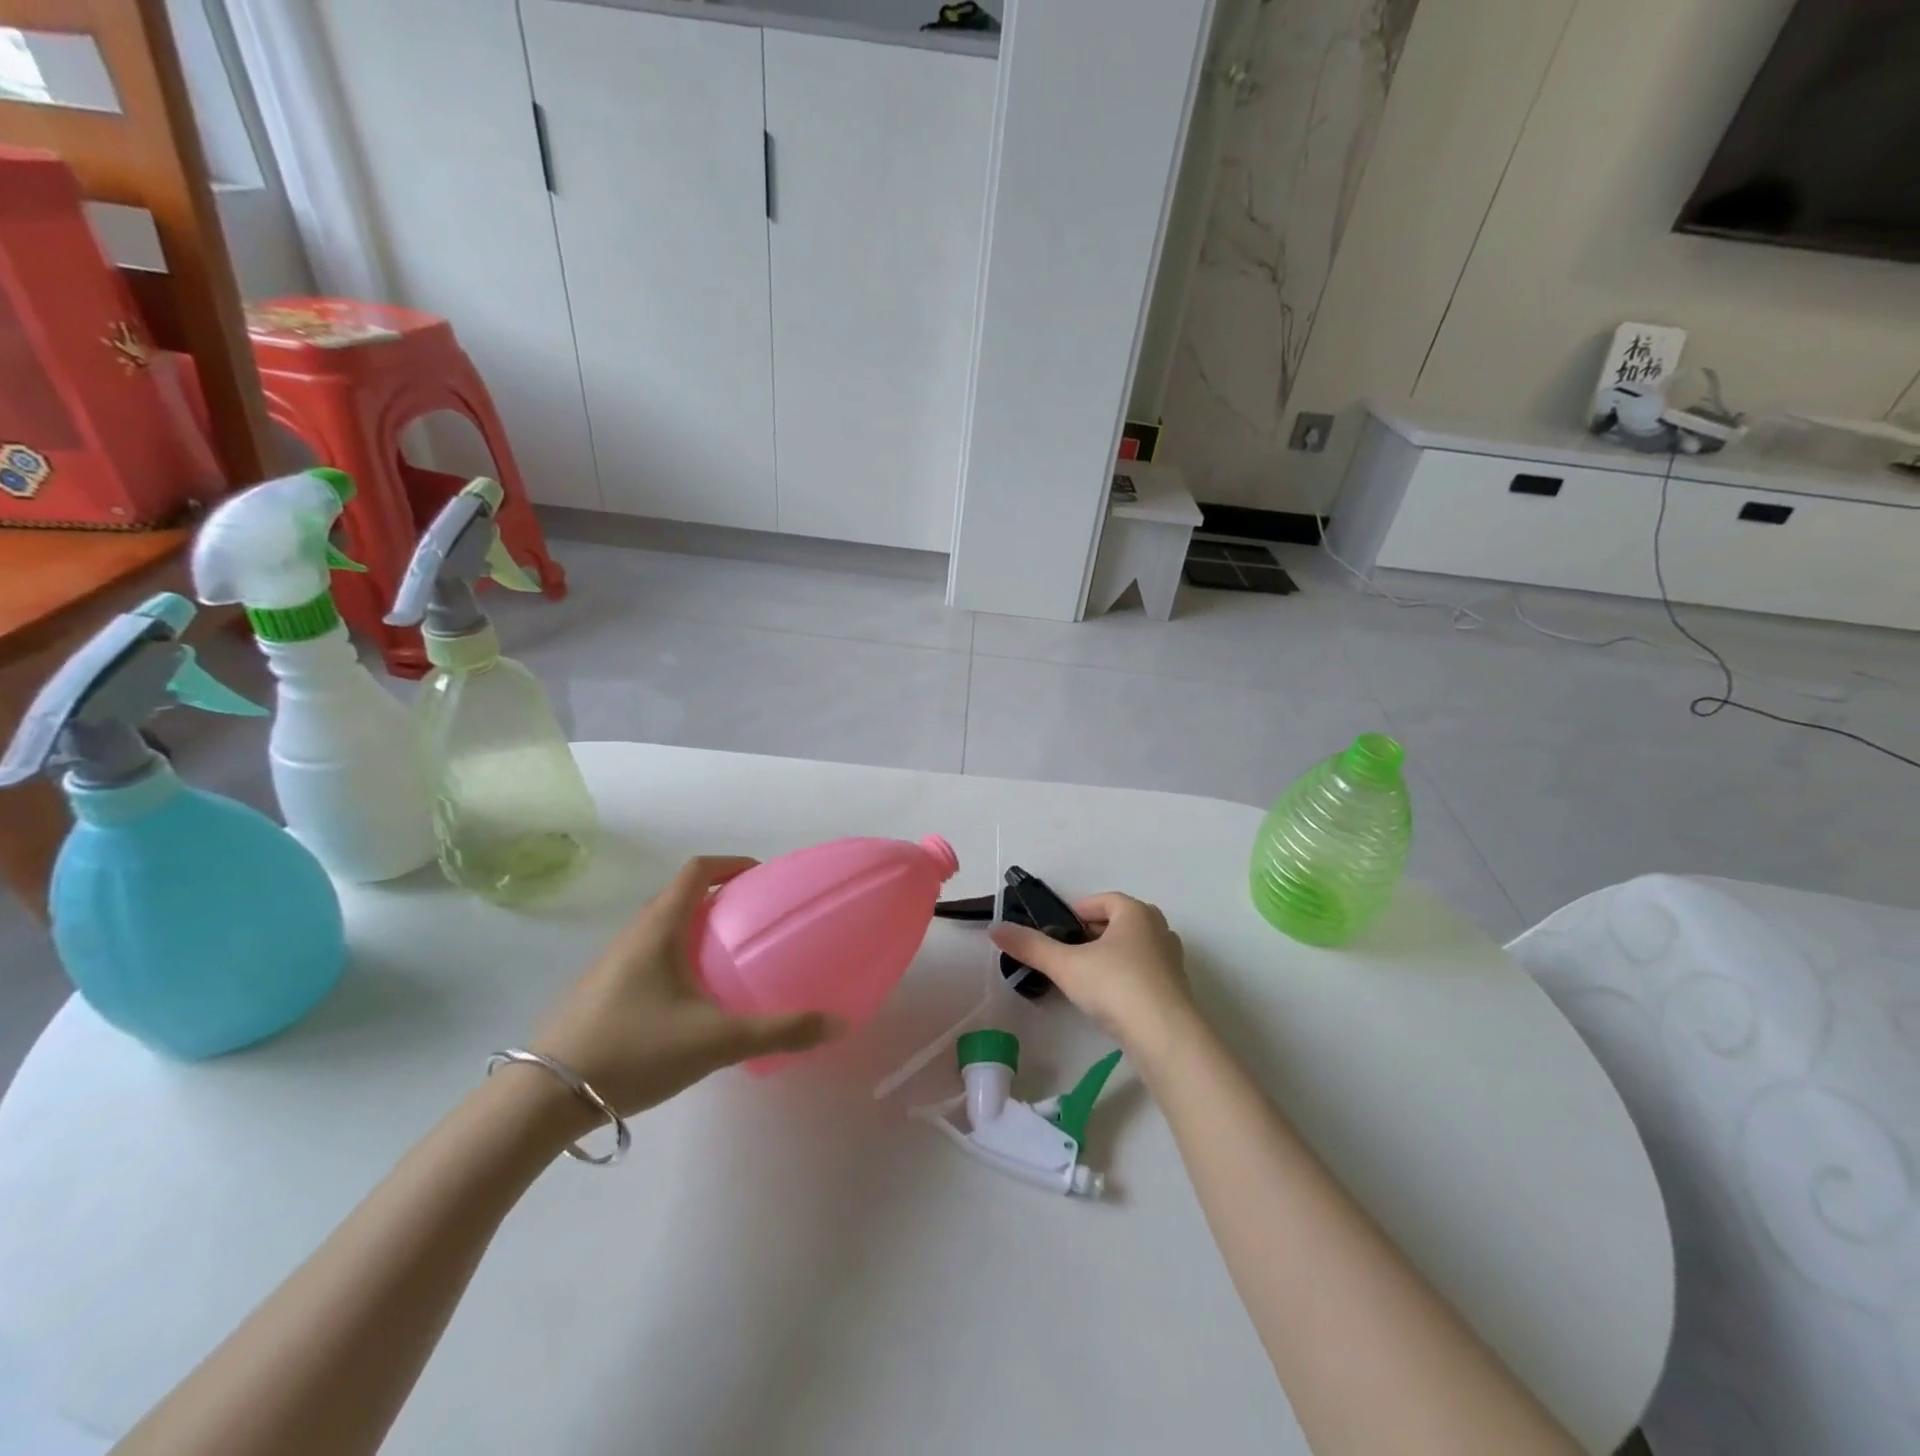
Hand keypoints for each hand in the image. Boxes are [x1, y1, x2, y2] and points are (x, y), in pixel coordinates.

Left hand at [529, 856, 843, 1117]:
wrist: (542, 1100)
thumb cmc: (634, 1050)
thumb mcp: (717, 1041)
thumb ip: (780, 1031)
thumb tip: (837, 1021)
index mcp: (659, 929)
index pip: (695, 871)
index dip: (730, 864)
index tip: (762, 877)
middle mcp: (632, 937)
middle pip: (679, 898)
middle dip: (719, 899)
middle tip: (754, 922)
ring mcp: (610, 967)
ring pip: (660, 930)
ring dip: (695, 931)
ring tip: (728, 960)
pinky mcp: (599, 995)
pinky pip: (646, 959)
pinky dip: (676, 959)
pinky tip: (691, 1003)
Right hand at [989, 892, 1196, 1059]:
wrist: (1166, 1037)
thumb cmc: (1116, 986)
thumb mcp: (1066, 965)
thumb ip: (1031, 946)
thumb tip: (995, 928)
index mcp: (1135, 912)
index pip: (1102, 901)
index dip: (1076, 912)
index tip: (1056, 931)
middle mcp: (1159, 928)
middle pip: (1119, 922)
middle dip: (1093, 933)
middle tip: (1068, 953)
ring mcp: (1171, 959)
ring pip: (1133, 947)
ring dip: (1110, 956)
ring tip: (1086, 976)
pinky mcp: (1176, 989)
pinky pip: (1145, 972)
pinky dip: (1126, 977)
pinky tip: (1109, 999)